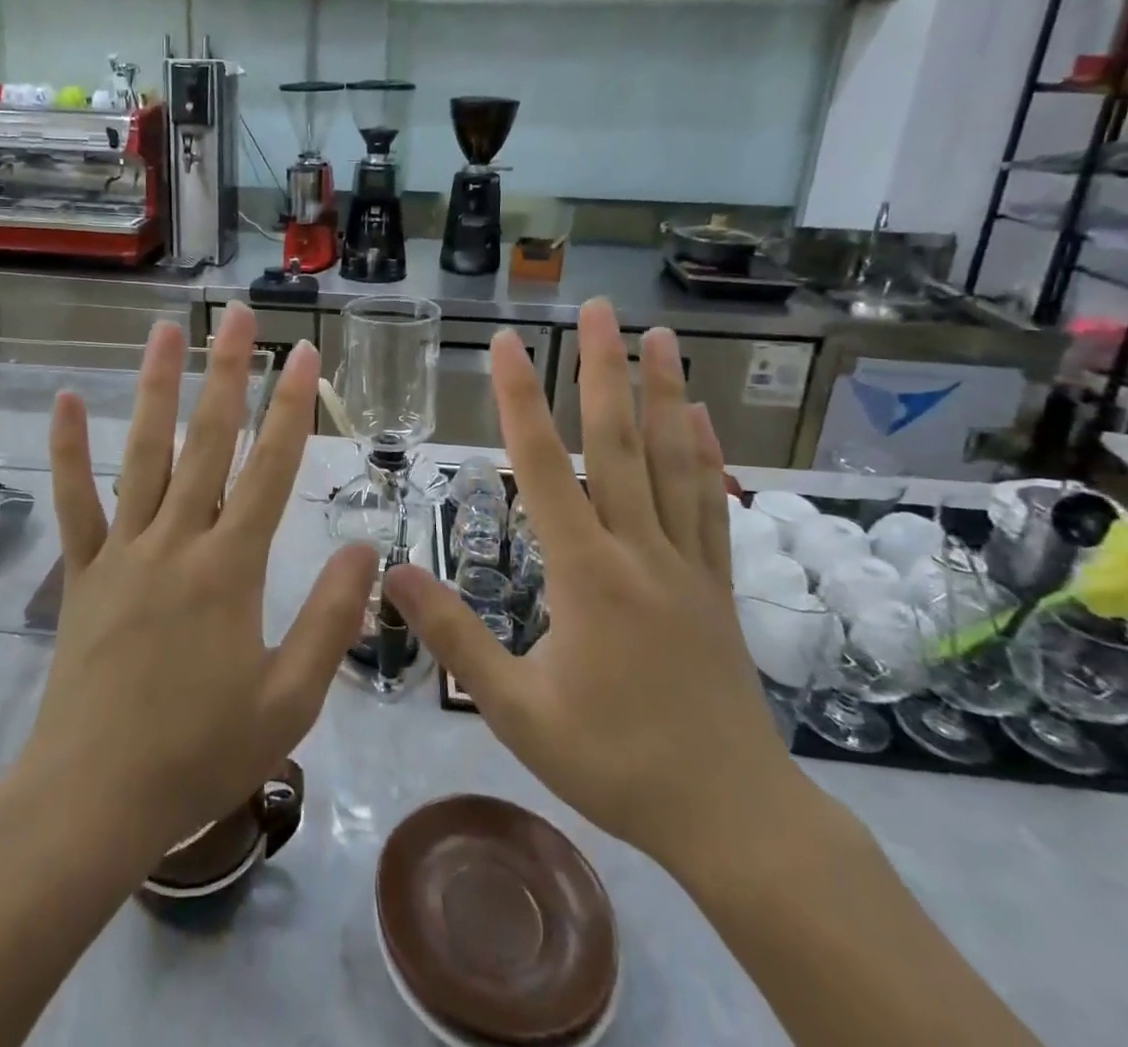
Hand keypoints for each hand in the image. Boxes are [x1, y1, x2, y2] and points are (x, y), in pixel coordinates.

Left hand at [27, 305, 376, 860]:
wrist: (94, 800)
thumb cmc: (200, 753)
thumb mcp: (290, 700)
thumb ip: (331, 618)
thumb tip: (366, 548)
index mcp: (231, 567)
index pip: (271, 469)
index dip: (292, 408)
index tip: (303, 355)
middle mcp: (178, 540)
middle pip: (209, 442)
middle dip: (227, 373)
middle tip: (237, 316)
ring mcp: (124, 550)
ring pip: (143, 453)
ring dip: (157, 388)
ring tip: (166, 332)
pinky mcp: (83, 570)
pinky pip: (75, 501)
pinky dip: (69, 451)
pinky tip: (65, 401)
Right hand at [385, 297, 805, 875]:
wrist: (734, 820)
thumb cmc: (615, 763)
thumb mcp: (517, 711)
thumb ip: (455, 638)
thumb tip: (394, 575)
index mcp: (586, 573)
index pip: (545, 466)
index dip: (520, 400)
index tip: (507, 344)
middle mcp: (638, 550)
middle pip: (619, 443)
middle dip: (603, 369)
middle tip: (598, 307)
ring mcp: (686, 563)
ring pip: (673, 462)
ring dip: (665, 393)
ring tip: (660, 337)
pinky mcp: (716, 584)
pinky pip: (710, 504)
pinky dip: (705, 454)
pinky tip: (700, 417)